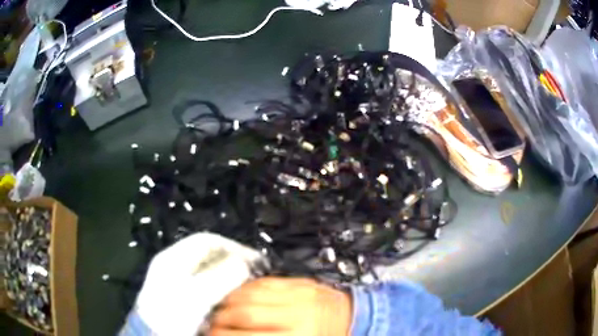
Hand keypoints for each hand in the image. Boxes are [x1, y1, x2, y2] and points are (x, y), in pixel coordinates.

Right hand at [210, 277, 352, 335]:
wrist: (351, 317)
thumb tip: (233, 335)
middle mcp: (298, 316)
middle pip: (244, 315)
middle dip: (220, 321)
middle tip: (211, 326)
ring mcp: (298, 295)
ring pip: (248, 295)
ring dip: (227, 304)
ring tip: (219, 312)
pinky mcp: (297, 282)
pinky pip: (261, 283)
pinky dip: (242, 290)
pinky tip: (235, 297)